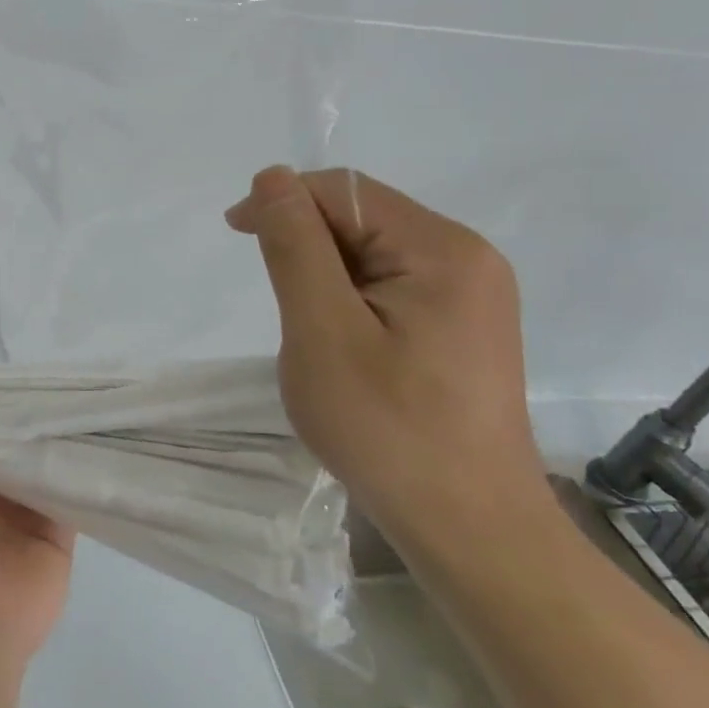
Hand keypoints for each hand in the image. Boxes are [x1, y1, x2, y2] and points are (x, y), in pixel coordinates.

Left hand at [0, 369, 74, 697]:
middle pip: (16, 438)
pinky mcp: (61, 526)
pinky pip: (73, 487)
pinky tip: (104, 433)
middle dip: (32, 411)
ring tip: (89, 391)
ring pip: (46, 458)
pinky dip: (83, 465)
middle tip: (64, 372)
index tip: (17, 362)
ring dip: (60, 433)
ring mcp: (28, 505)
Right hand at [225, 166, 554, 564]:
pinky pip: (391, 286)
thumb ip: (295, 246)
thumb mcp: (322, 331)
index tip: (236, 236)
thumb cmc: (386, 428)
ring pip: (372, 254)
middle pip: (363, 219)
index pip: (345, 192)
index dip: (283, 202)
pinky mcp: (463, 326)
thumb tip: (273, 178)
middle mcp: (467, 258)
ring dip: (325, 278)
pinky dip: (350, 302)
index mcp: (441, 248)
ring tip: (313, 337)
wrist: (469, 529)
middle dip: (307, 247)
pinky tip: (345, 347)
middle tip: (283, 311)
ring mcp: (472, 294)